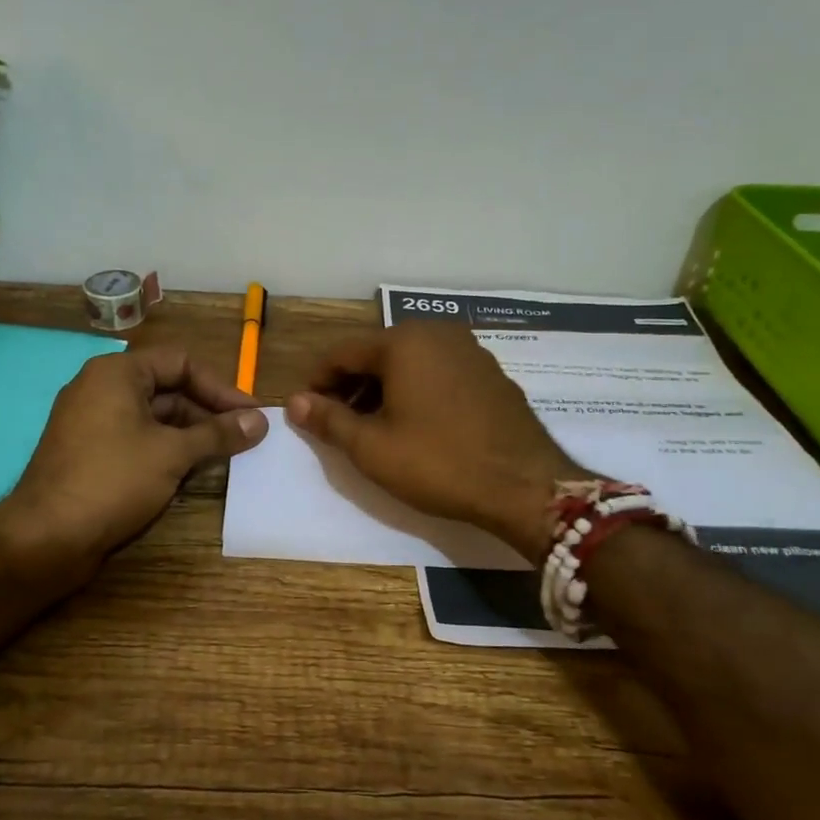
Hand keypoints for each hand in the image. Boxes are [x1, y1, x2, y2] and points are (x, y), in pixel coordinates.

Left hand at [0, 346, 268, 587]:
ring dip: (191, 434)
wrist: (46, 538)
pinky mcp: (90, 453)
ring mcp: (93, 422)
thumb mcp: (173, 454)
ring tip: (226, 456)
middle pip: (168, 388)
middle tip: (244, 437)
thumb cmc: (113, 481)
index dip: (220, 387)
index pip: (181, 362)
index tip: (250, 414)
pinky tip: (192, 471)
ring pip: (154, 417)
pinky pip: (137, 439)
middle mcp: (101, 388)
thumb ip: (218, 434)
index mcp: (117, 373)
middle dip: (208, 412)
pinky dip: (167, 450)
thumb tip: (260, 421)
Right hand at [286, 322, 581, 562]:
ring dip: (383, 389)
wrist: (524, 486)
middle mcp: (438, 334)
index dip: (318, 381)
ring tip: (373, 427)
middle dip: (352, 385)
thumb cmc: (439, 463)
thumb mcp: (371, 447)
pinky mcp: (491, 373)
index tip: (306, 410)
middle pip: (377, 353)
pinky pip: (439, 372)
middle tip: (338, 422)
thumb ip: (328, 419)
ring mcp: (470, 351)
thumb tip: (294, 402)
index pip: (343, 352)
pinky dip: (417, 390)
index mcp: (404, 342)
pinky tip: (415, 425)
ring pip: (410, 362)